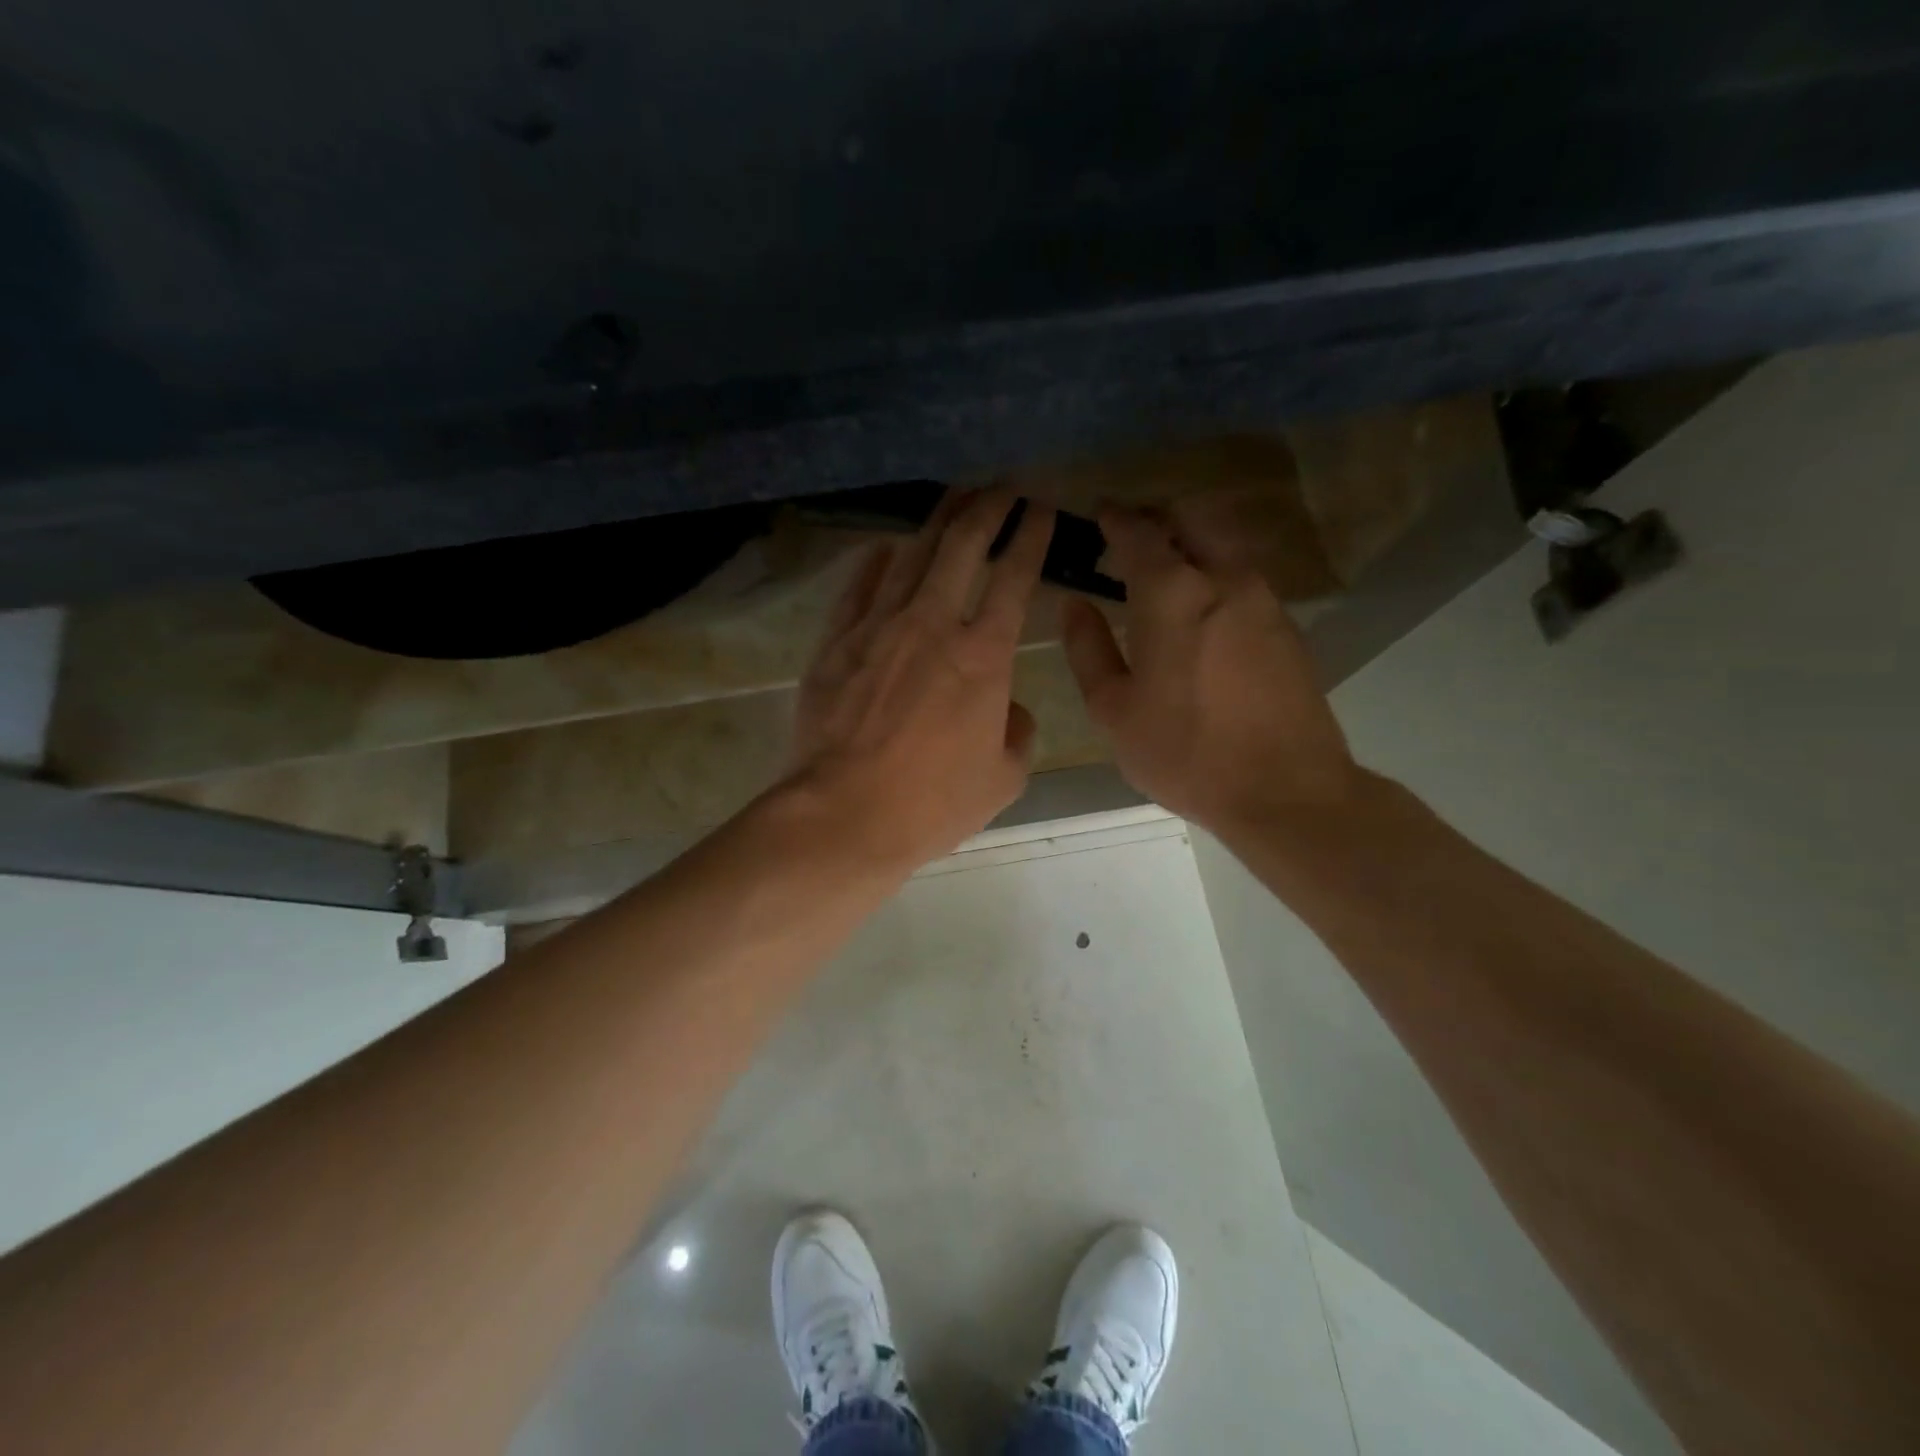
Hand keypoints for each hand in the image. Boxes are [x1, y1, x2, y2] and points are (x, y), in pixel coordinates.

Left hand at [785, 489, 1055, 871]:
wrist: (844, 815)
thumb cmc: (932, 802)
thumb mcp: (1002, 778)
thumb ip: (1018, 733)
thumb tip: (1008, 708)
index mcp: (983, 656)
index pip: (1015, 577)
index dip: (1031, 537)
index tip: (1041, 508)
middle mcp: (932, 625)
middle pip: (962, 546)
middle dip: (986, 507)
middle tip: (1000, 485)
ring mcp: (878, 628)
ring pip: (911, 555)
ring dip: (937, 520)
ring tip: (954, 495)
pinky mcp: (836, 642)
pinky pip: (859, 588)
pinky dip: (877, 563)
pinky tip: (886, 548)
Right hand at [1060, 503, 1361, 834]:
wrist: (1286, 790)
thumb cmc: (1185, 752)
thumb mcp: (1115, 710)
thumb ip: (1088, 649)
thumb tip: (1074, 604)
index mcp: (1172, 593)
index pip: (1139, 530)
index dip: (1115, 517)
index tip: (1098, 514)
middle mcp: (1224, 578)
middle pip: (1192, 517)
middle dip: (1158, 517)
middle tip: (1130, 537)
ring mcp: (1264, 599)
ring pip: (1224, 544)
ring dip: (1191, 543)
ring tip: (1162, 575)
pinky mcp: (1287, 625)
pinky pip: (1244, 577)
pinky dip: (1216, 573)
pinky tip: (1200, 610)